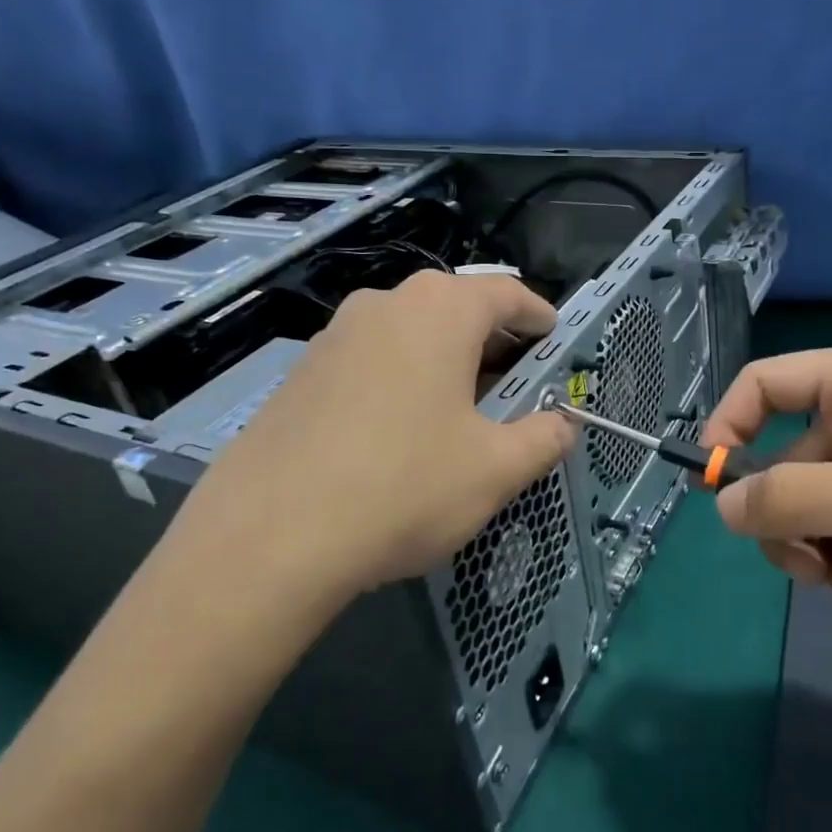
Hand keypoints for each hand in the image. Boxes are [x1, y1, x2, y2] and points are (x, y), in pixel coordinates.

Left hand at [151, 271, 576, 611]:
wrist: (268, 538)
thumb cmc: (404, 487)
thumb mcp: (495, 469)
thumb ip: (544, 439)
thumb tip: (563, 426)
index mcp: (440, 311)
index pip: (506, 294)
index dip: (539, 316)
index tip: (555, 339)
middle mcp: (384, 304)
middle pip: (455, 308)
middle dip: (493, 341)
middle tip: (516, 383)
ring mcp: (334, 335)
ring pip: (409, 333)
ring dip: (444, 360)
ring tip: (461, 409)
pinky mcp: (300, 372)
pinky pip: (370, 360)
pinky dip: (401, 378)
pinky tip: (400, 431)